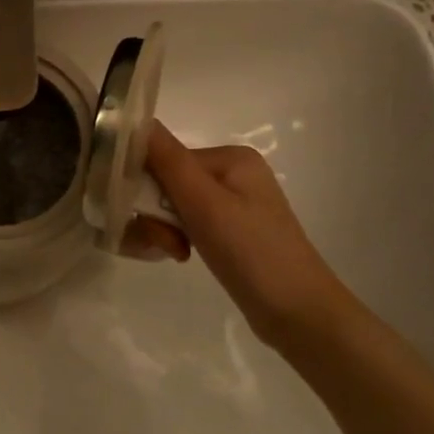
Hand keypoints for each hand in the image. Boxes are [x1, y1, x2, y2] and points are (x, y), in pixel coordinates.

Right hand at [145, 123, 355, 346]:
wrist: (298, 315)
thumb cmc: (252, 252)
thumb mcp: (204, 203)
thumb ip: (167, 159)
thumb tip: (134, 117)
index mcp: (230, 158)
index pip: (165, 159)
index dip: (147, 188)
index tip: (147, 219)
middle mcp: (231, 174)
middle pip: (167, 184)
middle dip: (157, 216)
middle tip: (169, 246)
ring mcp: (232, 205)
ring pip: (172, 208)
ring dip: (163, 232)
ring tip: (177, 255)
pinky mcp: (229, 232)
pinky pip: (186, 225)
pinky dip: (176, 239)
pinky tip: (181, 257)